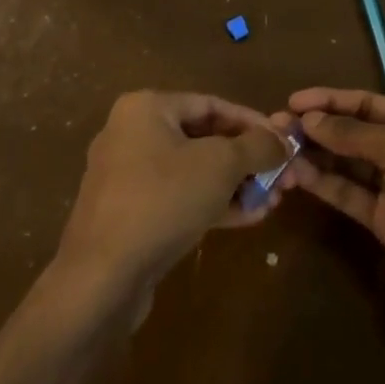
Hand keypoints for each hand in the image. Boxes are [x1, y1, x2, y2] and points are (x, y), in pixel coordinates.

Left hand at [57, 92, 289, 289]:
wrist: (101, 279)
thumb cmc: (163, 200)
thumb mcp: (221, 165)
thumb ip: (257, 146)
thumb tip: (282, 140)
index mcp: (146, 108)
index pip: (212, 104)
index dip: (253, 122)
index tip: (283, 142)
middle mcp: (132, 134)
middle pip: (203, 138)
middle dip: (247, 159)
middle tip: (281, 176)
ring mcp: (127, 176)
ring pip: (193, 171)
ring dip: (235, 184)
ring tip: (272, 200)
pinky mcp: (128, 214)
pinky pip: (178, 197)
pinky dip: (212, 203)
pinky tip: (248, 217)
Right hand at [283, 87, 384, 315]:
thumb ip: (353, 135)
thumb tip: (310, 119)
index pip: (366, 103)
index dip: (330, 100)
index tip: (293, 101)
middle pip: (352, 133)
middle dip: (316, 128)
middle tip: (275, 126)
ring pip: (345, 164)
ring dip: (313, 155)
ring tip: (277, 148)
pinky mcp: (383, 220)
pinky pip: (348, 194)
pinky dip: (323, 183)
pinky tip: (297, 174)